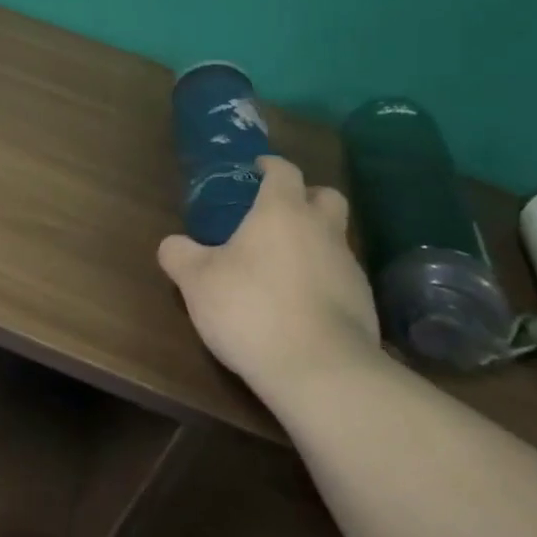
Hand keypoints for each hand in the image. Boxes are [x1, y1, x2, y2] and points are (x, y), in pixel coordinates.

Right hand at [159, 156, 380, 399]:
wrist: (320, 370)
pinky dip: (323, 280)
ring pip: (336, 238)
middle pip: (326, 196)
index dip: (270, 166)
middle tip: (278, 214)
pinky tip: (300, 305)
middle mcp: (322, 230)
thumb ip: (179, 255)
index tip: (256, 169)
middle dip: (306, 197)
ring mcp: (349, 267)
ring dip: (314, 242)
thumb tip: (172, 244)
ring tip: (282, 268)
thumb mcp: (196, 282)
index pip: (284, 171)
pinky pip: (341, 278)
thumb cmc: (251, 309)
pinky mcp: (364, 304)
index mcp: (281, 212)